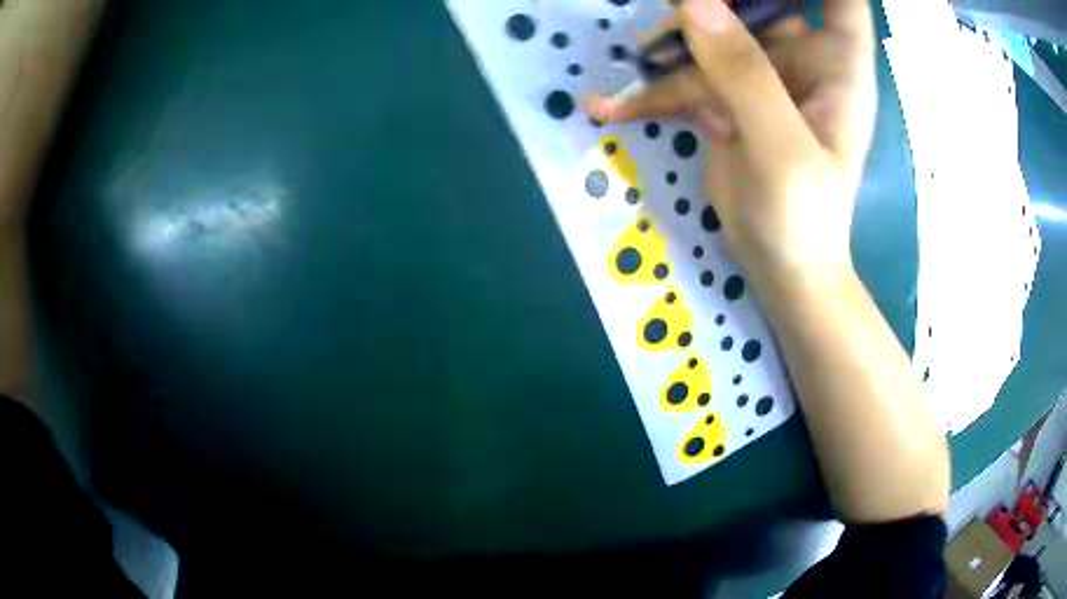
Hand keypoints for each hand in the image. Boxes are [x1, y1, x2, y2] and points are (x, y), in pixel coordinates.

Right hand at [587, 0, 876, 284]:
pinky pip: (686, 75)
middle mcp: (801, 57)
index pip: (842, 0)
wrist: (779, 267)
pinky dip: (651, 91)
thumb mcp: (781, 147)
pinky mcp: (727, 95)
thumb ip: (744, 73)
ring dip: (671, 43)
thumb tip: (693, 1)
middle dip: (714, 3)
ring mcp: (761, 74)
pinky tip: (607, 106)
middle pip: (761, 1)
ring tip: (639, 62)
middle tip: (674, 9)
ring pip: (713, 30)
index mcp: (837, 62)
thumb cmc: (803, 216)